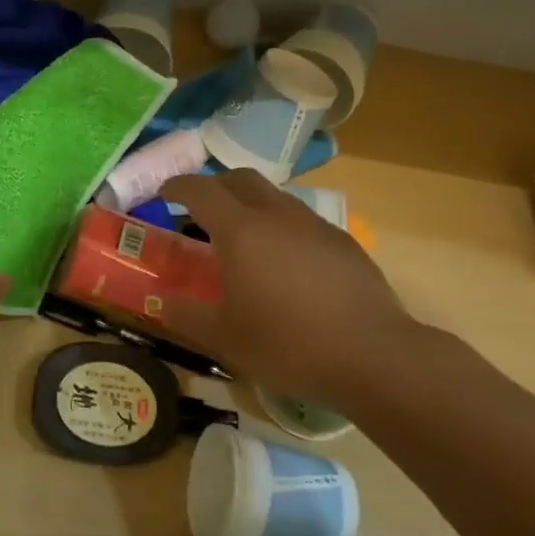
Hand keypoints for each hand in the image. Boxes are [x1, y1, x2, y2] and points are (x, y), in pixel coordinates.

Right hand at [157, 170, 422, 401]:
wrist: (374, 356)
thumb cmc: (287, 344)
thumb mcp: (223, 338)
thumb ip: (185, 314)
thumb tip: (160, 301)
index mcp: (240, 231)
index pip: (200, 190)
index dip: (177, 186)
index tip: (163, 193)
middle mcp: (277, 216)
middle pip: (240, 179)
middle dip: (215, 185)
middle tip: (200, 209)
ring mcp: (315, 226)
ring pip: (275, 197)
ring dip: (251, 205)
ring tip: (243, 238)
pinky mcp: (344, 243)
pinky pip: (302, 221)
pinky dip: (281, 227)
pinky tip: (285, 264)